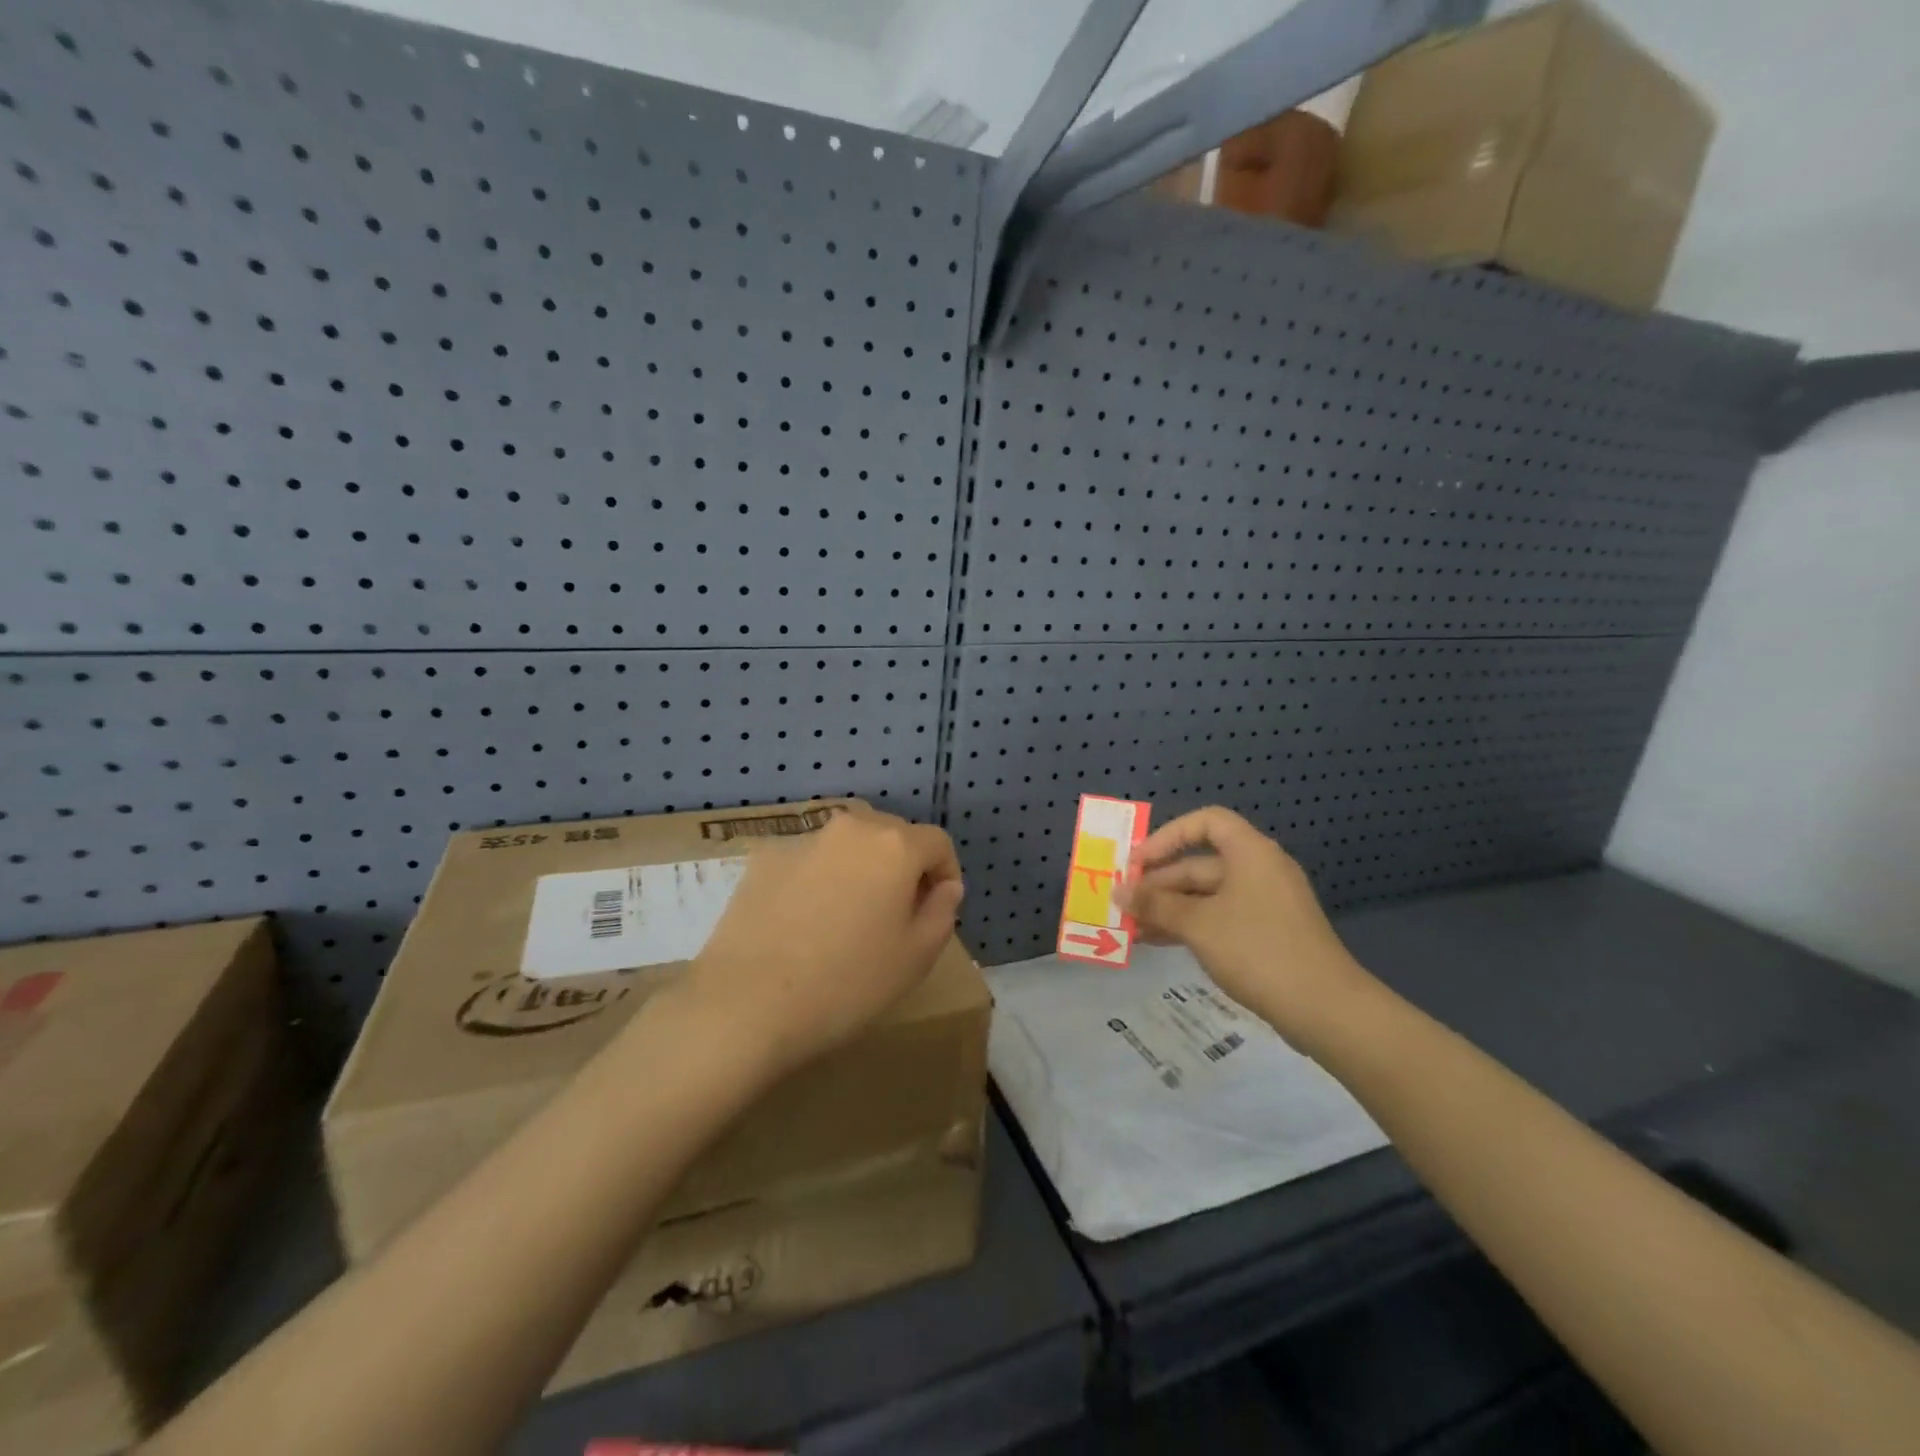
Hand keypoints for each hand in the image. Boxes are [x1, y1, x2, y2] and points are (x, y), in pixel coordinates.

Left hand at [676, 805, 964, 1080]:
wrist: (746, 1003)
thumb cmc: (847, 983)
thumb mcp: (916, 957)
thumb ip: (942, 911)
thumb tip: (944, 886)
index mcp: (894, 845)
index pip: (937, 843)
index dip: (946, 873)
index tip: (938, 907)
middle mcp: (850, 828)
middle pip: (891, 835)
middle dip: (903, 866)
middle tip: (896, 913)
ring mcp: (802, 840)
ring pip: (847, 845)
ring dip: (859, 869)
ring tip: (847, 917)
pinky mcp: (763, 859)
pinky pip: (807, 861)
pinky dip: (817, 879)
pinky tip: (803, 922)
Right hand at [1116, 807, 1370, 1045]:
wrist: (1325, 1009)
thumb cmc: (1257, 950)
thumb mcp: (1197, 925)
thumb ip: (1155, 905)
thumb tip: (1119, 892)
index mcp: (1250, 853)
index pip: (1206, 822)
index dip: (1167, 836)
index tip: (1138, 862)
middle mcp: (1259, 870)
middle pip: (1201, 862)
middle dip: (1160, 882)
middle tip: (1124, 903)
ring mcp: (1265, 903)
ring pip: (1207, 895)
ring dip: (1170, 907)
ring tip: (1133, 927)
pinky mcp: (1267, 933)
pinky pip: (1220, 917)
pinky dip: (1190, 925)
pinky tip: (1160, 942)